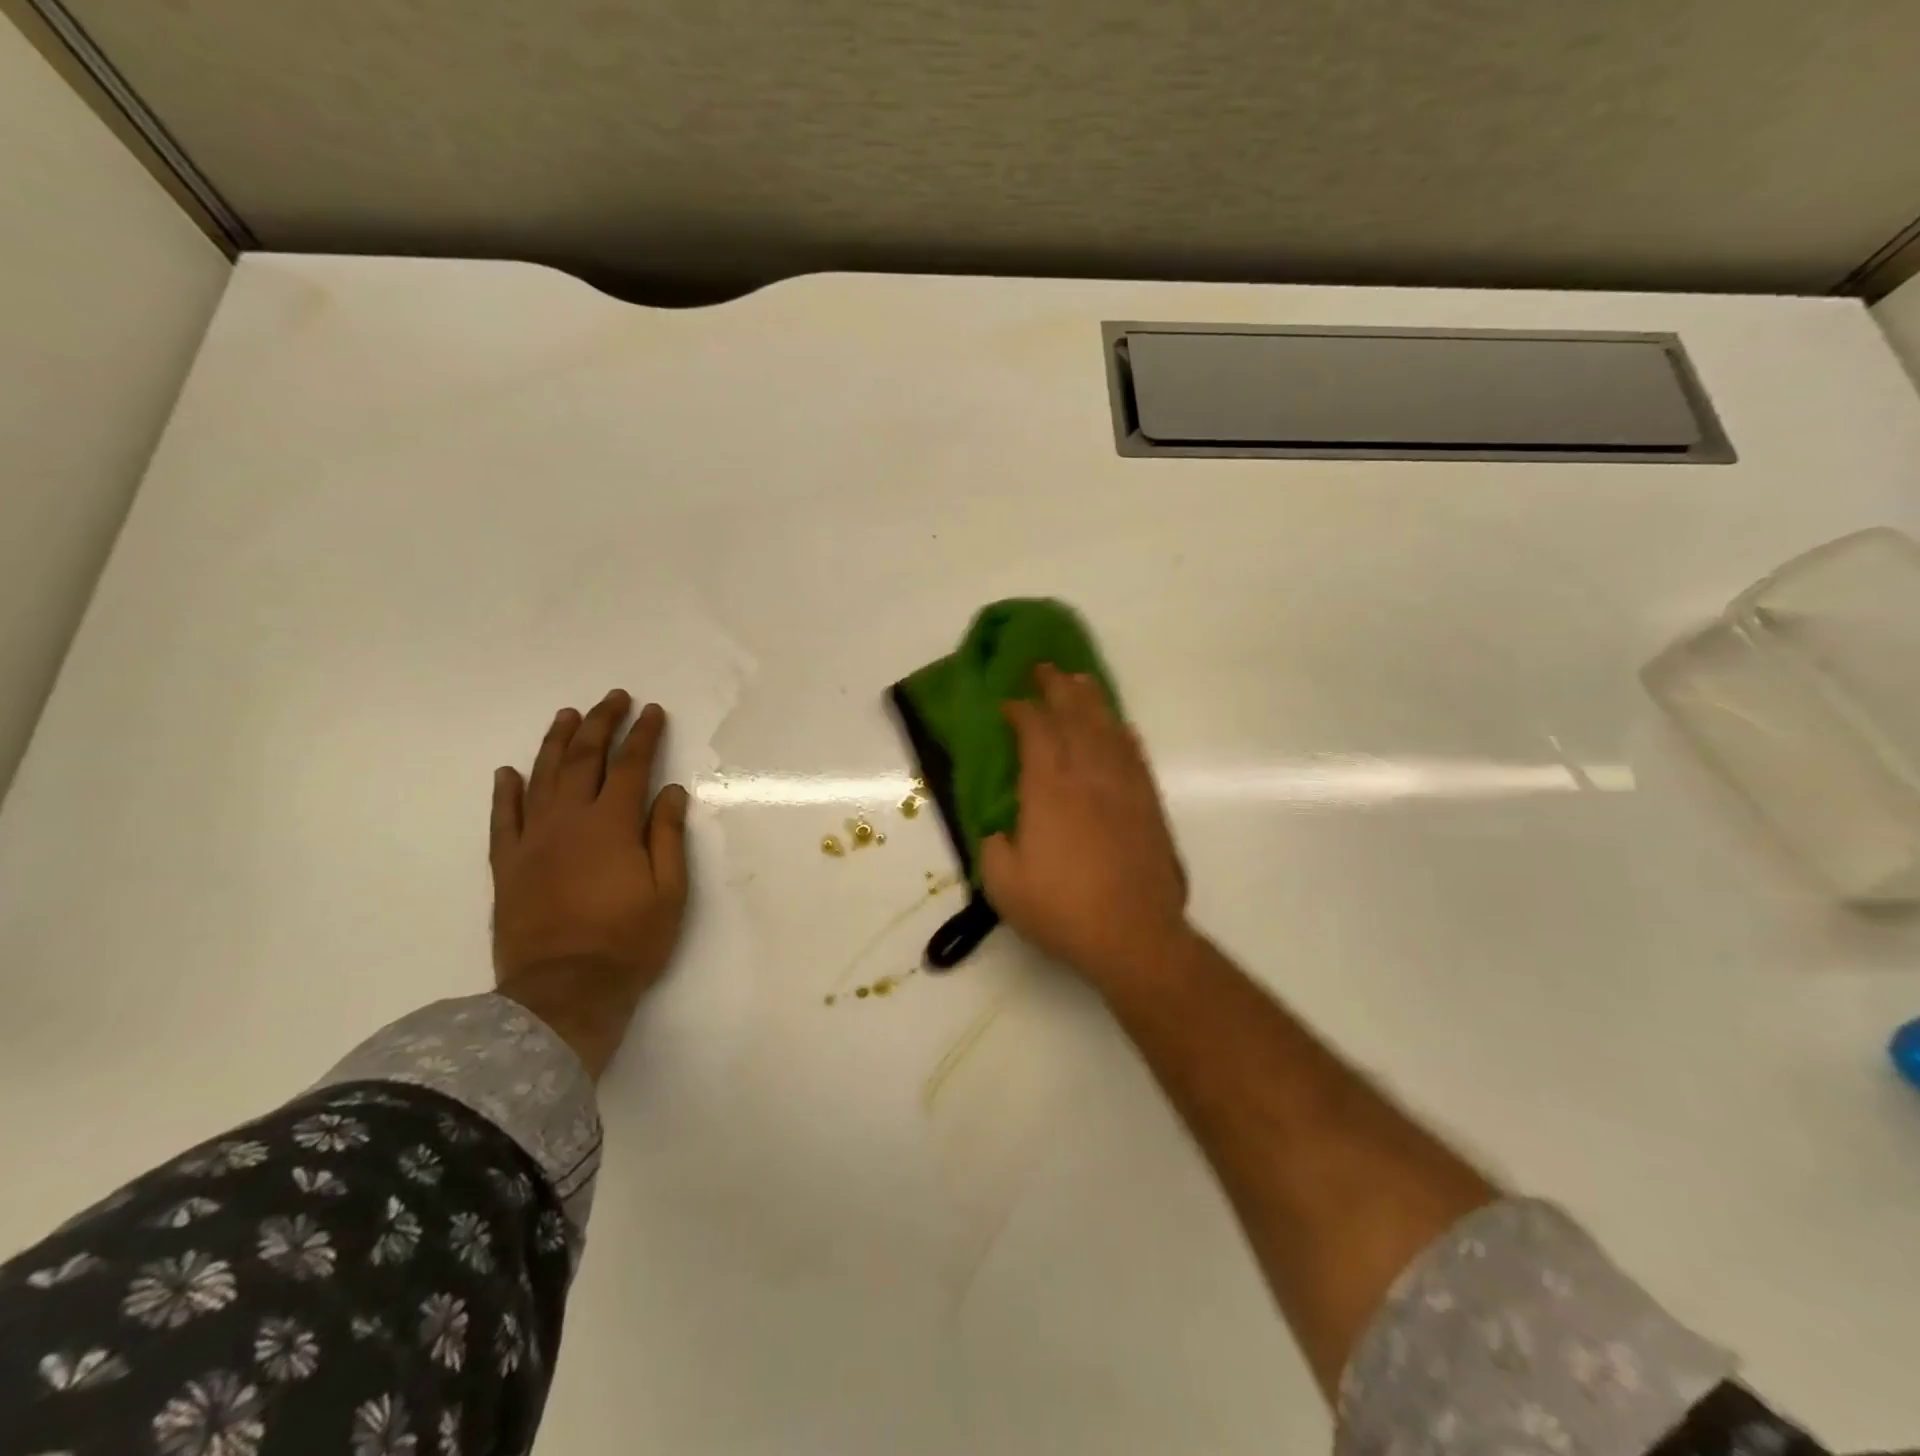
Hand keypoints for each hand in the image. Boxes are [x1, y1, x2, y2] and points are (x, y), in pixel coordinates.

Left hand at [489, 689, 690, 1077]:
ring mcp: (532, 841)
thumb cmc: (629, 941)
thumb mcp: (669, 890)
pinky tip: (509, 773)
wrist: (563, 991)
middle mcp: (569, 820)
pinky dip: (506, 792)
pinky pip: (503, 819)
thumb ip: (667, 835)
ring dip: (555, 743)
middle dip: (600, 724)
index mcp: (612, 824)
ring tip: (567, 716)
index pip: (632, 765)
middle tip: (612, 699)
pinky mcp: (507, 866)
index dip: (644, 735)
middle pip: (584, 759)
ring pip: (541, 778)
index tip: (653, 712)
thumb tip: (670, 791)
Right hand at [981, 664, 1190, 992]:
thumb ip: (993, 846)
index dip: (1021, 711)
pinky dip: (1122, 732)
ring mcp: (1123, 787)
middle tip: (1043, 668)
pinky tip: (1117, 726)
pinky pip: (1134, 754)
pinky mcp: (1148, 804)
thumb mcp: (1003, 884)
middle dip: (1056, 688)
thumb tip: (1000, 829)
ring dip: (1091, 700)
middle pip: (1074, 716)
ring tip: (1080, 680)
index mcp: (1048, 790)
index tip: (1008, 703)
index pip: (1035, 732)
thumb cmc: (1063, 910)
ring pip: (1107, 728)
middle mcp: (1087, 776)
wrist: (1134, 934)